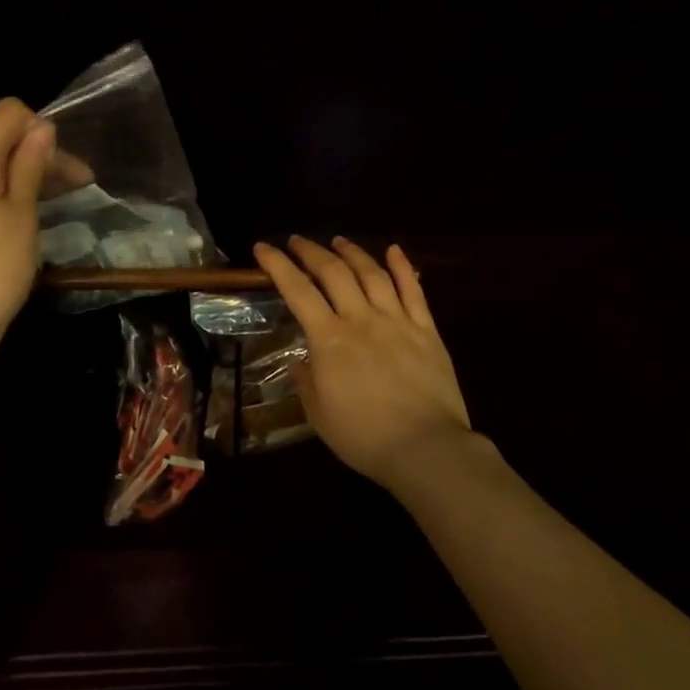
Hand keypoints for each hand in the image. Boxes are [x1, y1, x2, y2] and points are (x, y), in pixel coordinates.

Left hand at [0, 98, 55, 371]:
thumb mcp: (23, 214)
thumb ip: (30, 165)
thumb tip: (41, 128)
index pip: (6, 113)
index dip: (41, 129)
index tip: (66, 167)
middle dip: (36, 156)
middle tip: (78, 188)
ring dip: (18, 176)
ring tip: (53, 205)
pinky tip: (17, 221)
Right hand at [252, 236, 474, 487]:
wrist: (426, 448)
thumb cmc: (365, 437)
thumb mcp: (319, 415)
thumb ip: (306, 382)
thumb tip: (300, 360)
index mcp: (330, 340)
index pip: (297, 291)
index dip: (278, 265)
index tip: (263, 248)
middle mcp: (361, 320)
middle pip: (334, 273)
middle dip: (312, 251)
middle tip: (298, 241)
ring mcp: (397, 321)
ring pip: (372, 274)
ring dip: (352, 252)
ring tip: (338, 241)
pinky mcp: (426, 330)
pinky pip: (413, 290)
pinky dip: (403, 266)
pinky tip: (394, 250)